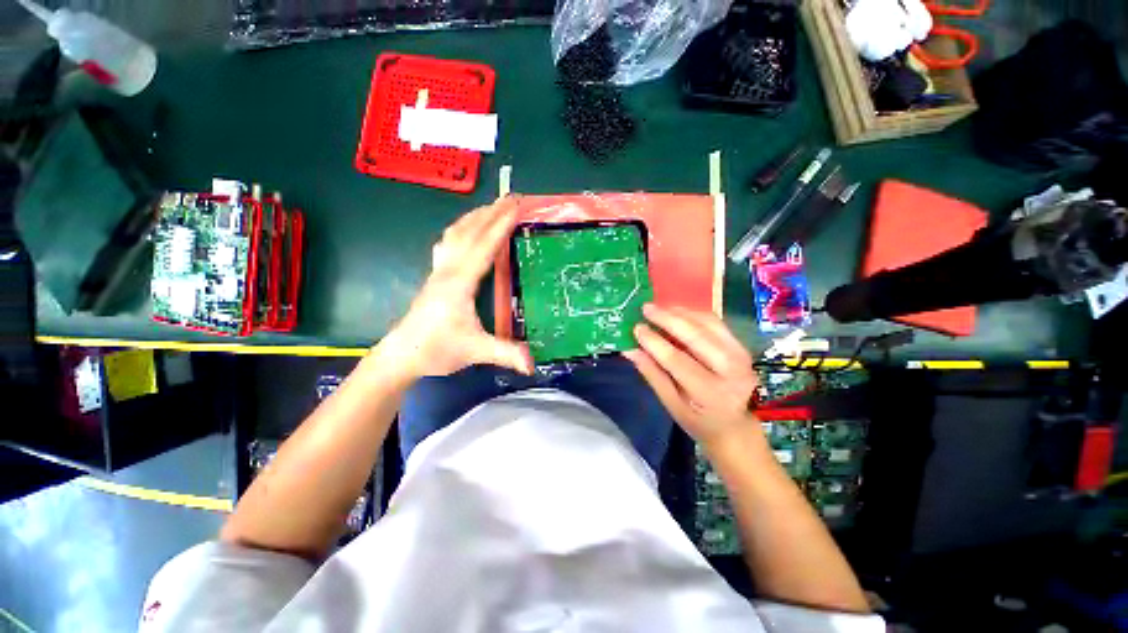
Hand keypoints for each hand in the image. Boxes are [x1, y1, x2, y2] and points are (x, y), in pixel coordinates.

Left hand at [382, 198, 531, 378]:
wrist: (400, 355)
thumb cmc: (436, 350)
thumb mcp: (475, 351)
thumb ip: (506, 353)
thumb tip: (534, 363)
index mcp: (460, 282)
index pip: (484, 246)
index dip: (501, 225)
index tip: (516, 206)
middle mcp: (448, 270)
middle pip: (470, 232)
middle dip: (491, 212)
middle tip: (511, 197)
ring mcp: (439, 271)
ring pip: (456, 234)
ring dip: (475, 217)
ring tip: (492, 207)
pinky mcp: (436, 276)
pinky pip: (449, 243)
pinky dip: (461, 229)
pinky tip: (467, 230)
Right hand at [624, 304, 759, 446]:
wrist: (735, 425)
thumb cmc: (699, 420)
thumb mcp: (671, 404)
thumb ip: (652, 374)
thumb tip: (629, 349)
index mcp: (711, 393)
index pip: (678, 361)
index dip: (655, 342)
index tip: (637, 328)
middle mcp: (731, 371)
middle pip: (696, 337)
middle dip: (668, 319)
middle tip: (646, 308)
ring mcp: (740, 355)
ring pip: (708, 323)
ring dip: (680, 312)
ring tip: (658, 308)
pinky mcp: (741, 345)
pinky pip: (715, 322)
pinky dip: (693, 314)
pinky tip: (676, 313)